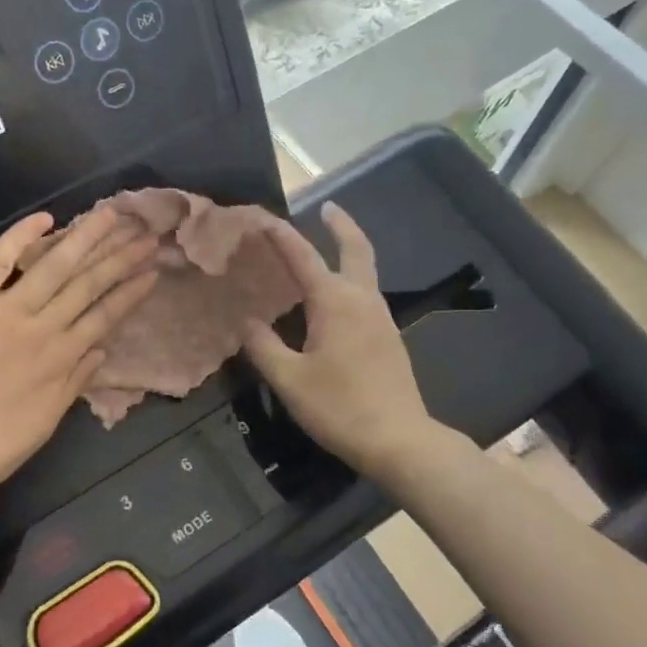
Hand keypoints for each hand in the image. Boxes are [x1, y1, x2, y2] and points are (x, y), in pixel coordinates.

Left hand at [0, 207, 158, 511]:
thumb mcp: (44, 424)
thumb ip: (73, 384)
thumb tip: (101, 351)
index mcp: (61, 359)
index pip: (104, 315)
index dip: (130, 291)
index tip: (152, 270)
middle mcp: (41, 328)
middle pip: (87, 284)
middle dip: (119, 257)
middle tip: (145, 232)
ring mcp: (5, 312)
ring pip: (53, 266)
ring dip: (84, 238)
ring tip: (110, 215)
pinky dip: (19, 238)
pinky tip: (44, 218)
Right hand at [241, 203, 435, 478]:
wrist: (399, 440)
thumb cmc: (339, 407)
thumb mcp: (289, 379)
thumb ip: (263, 347)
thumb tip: (246, 322)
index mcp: (335, 302)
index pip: (303, 257)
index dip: (281, 236)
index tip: (263, 218)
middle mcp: (362, 300)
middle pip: (356, 249)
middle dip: (341, 225)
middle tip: (327, 206)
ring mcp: (380, 318)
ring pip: (365, 271)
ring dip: (348, 250)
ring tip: (325, 246)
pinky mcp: (388, 337)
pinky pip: (367, 293)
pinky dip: (351, 278)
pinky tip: (335, 298)